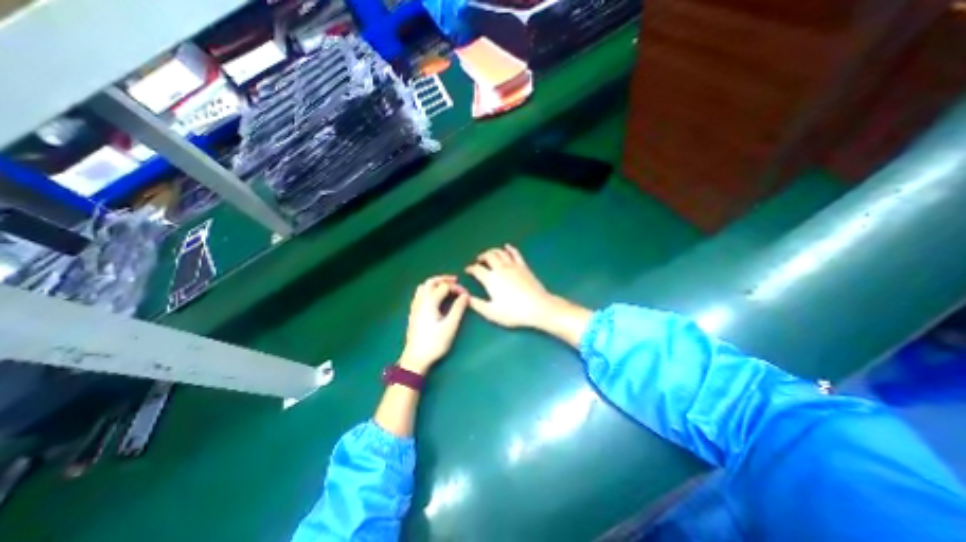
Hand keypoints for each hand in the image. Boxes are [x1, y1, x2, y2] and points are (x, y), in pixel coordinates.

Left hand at [400, 274, 471, 373]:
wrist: (415, 358)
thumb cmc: (434, 343)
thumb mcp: (450, 326)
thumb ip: (458, 308)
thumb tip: (465, 295)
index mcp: (430, 302)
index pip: (444, 287)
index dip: (456, 288)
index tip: (466, 295)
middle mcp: (420, 301)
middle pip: (430, 282)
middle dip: (443, 279)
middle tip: (455, 281)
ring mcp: (415, 307)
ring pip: (423, 287)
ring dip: (435, 284)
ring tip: (445, 287)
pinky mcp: (413, 313)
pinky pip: (419, 294)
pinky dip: (428, 290)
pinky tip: (434, 298)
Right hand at [464, 245, 563, 329]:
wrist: (538, 307)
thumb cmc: (513, 312)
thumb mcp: (491, 312)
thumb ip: (476, 304)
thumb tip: (465, 297)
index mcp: (491, 279)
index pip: (477, 269)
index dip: (471, 268)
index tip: (468, 270)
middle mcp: (500, 269)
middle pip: (488, 256)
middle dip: (481, 257)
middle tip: (478, 260)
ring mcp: (513, 266)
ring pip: (500, 252)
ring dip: (492, 251)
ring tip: (489, 254)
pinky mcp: (523, 266)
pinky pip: (515, 253)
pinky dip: (509, 248)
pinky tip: (507, 246)